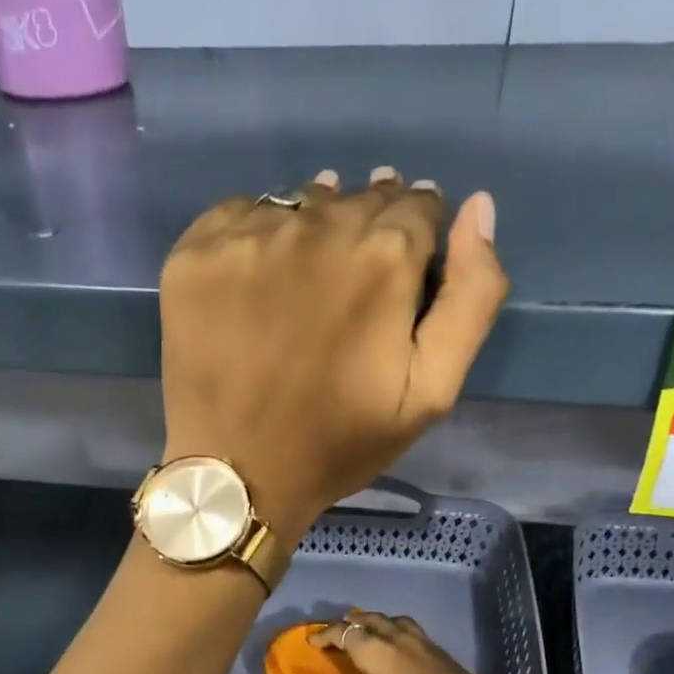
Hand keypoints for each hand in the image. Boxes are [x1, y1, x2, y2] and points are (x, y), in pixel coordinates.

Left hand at [159, 167, 507, 538]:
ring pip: (300, 203)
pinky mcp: (196, 253)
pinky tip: (255, 284)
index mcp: (384, 256)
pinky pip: (239, 216)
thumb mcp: (431, 392)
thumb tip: (477, 208)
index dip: (416, 238)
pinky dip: (255, 238)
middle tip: (352, 286)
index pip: (418, 207)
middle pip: (358, 199)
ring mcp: (249, 235)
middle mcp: (318, 225)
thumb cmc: (339, 443)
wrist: (237, 474)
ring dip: (313, 228)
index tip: (400, 275)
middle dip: (368, 230)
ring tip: (305, 283)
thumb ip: (471, 297)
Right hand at [306, 611, 534, 673]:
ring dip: (375, 622)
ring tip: (368, 633)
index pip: (345, 633)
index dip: (327, 634)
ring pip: (391, 620)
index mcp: (377, 652)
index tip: (314, 641)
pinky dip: (394, 630)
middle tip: (339, 633)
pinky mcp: (437, 648)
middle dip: (350, 623)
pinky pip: (408, 628)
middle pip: (368, 620)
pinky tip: (399, 646)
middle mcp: (396, 638)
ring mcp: (420, 640)